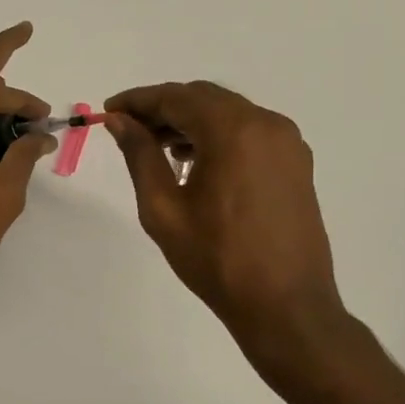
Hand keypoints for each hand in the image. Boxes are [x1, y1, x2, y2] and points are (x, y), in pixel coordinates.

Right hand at [104, 80, 350, 378]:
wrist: (284, 305)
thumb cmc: (215, 259)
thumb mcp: (162, 208)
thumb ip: (140, 155)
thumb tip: (120, 121)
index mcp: (233, 131)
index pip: (176, 98)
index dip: (138, 101)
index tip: (109, 111)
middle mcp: (266, 124)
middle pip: (204, 98)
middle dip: (163, 108)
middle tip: (128, 130)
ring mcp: (286, 142)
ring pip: (228, 113)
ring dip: (190, 121)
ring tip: (158, 148)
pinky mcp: (295, 162)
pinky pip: (248, 132)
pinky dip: (216, 135)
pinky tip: (194, 163)